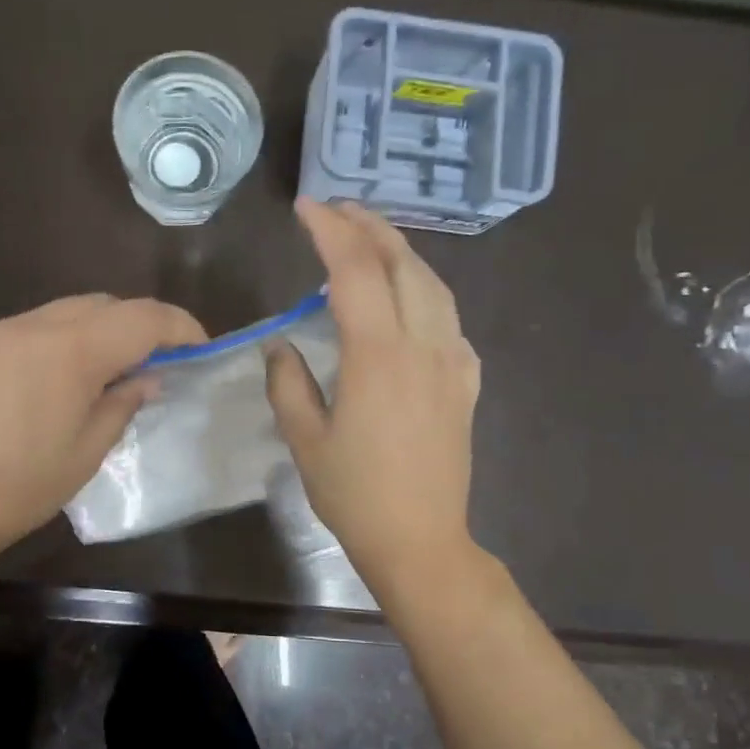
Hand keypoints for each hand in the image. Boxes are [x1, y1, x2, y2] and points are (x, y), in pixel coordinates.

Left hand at [0, 294, 205, 564]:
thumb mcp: (84, 454)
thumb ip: (121, 404)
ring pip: (59, 314)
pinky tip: (43, 387)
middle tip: (150, 365)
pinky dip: (50, 345)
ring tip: (97, 377)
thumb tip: (146, 378)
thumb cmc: (16, 491)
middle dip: (135, 326)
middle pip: (101, 305)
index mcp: (69, 353)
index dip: (179, 326)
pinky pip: (22, 331)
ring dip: (91, 334)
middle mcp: (30, 327)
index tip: (198, 347)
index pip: (142, 317)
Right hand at [267, 199, 481, 594]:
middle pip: (403, 263)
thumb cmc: (355, 495)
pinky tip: (408, 302)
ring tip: (371, 242)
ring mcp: (454, 362)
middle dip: (369, 226)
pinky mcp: (467, 382)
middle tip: (338, 210)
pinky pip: (449, 320)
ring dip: (401, 253)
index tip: (305, 208)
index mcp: (377, 355)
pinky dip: (425, 293)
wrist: (421, 540)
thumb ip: (288, 383)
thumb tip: (282, 345)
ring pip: (434, 284)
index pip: (354, 270)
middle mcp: (423, 345)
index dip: (329, 230)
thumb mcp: (305, 440)